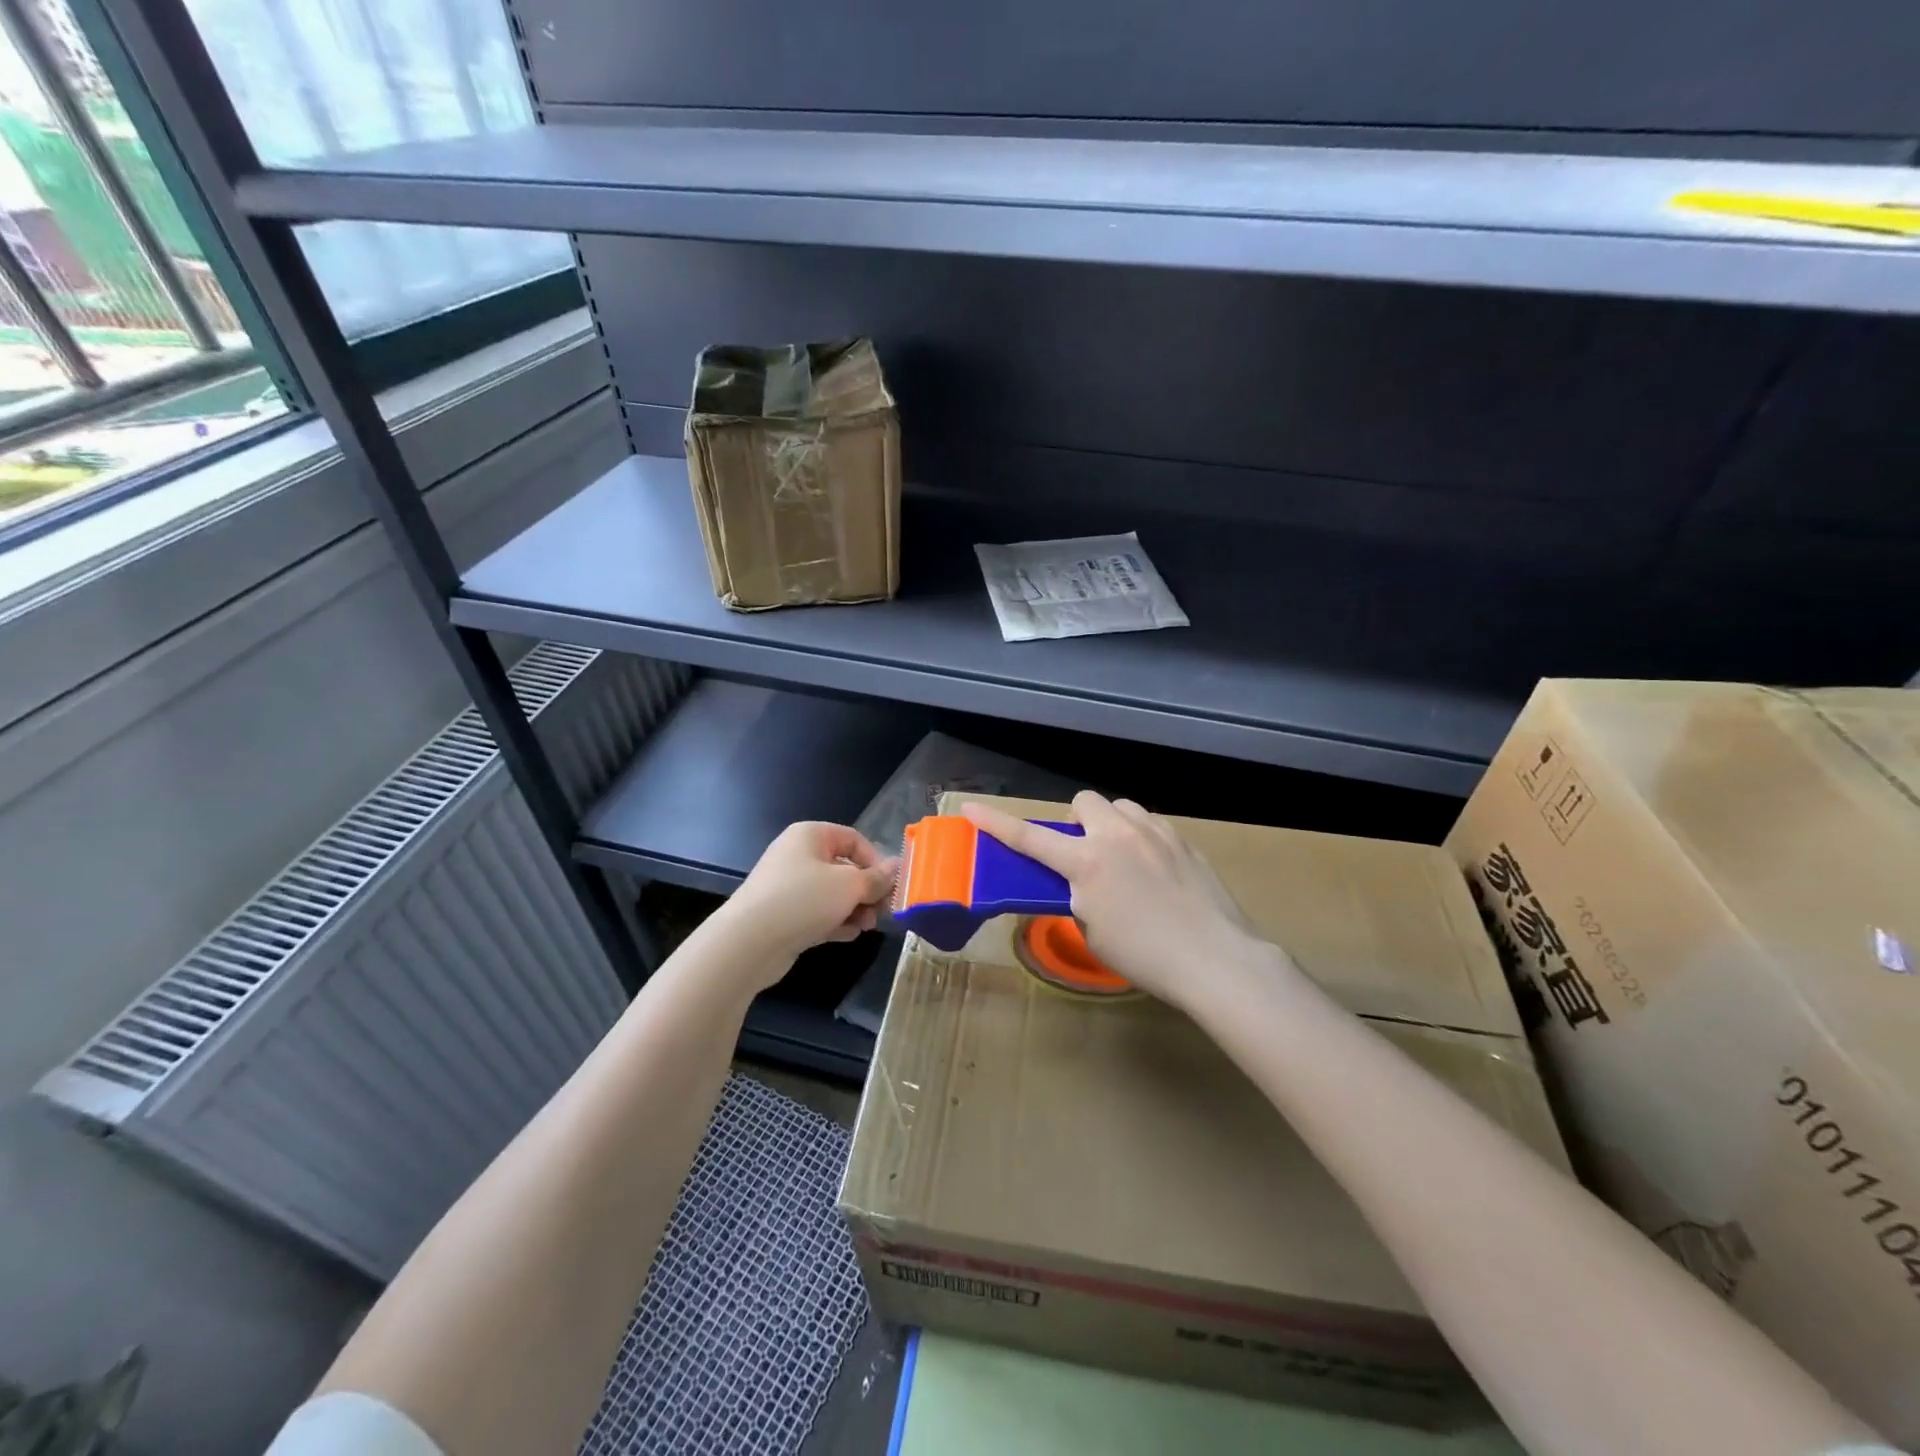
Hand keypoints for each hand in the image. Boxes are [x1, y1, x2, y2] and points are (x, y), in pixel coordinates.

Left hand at [715, 822, 896, 979]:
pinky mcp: (783, 915)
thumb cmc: (803, 900)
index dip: (876, 860)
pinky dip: (835, 922)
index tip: (890, 886)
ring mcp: (788, 886)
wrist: (748, 943)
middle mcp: (798, 855)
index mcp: (810, 836)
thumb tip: (898, 867)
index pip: (854, 839)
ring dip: (854, 908)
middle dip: (866, 890)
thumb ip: (877, 878)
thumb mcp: (849, 886)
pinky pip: (817, 912)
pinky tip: (848, 935)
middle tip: (882, 911)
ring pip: (832, 893)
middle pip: (844, 867)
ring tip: (866, 927)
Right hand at [961, 791, 1270, 1013]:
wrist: (1216, 958)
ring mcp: (1154, 832)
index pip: (1029, 837)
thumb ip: (1078, 897)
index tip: (971, 808)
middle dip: (1076, 822)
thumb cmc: (1147, 956)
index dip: (996, 823)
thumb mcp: (1094, 931)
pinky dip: (1140, 838)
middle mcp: (1117, 835)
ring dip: (1110, 825)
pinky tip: (1154, 870)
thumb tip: (1079, 884)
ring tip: (1121, 859)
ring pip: (1120, 807)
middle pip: (1083, 802)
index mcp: (1087, 863)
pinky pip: (1149, 824)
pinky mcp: (1183, 839)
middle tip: (1083, 855)